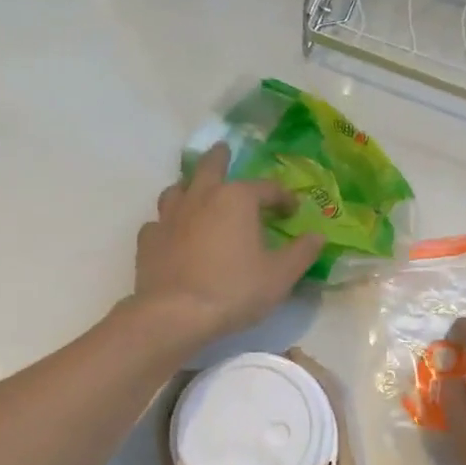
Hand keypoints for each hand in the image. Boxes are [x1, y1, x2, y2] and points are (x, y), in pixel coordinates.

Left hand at [131, 144, 324, 344]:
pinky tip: (173, 233)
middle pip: (210, 167)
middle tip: (224, 150)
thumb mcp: (280, 275)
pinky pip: (159, 222)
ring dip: (190, 186)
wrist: (176, 314)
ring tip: (196, 191)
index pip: (266, 188)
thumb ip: (301, 253)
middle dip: (220, 157)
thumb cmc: (235, 290)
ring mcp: (170, 216)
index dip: (283, 197)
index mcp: (237, 199)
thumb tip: (317, 236)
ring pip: (178, 189)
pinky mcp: (149, 239)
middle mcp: (201, 197)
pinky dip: (169, 223)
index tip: (292, 210)